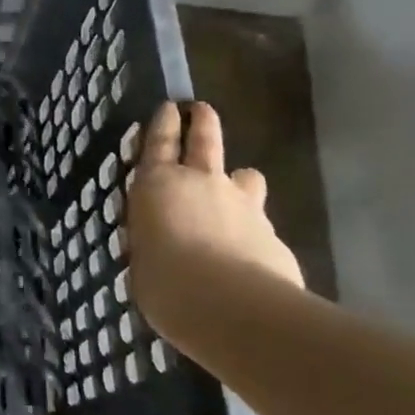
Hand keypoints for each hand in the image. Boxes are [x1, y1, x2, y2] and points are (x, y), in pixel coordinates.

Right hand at [127, 101, 302, 322]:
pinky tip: (250, 252)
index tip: (169, 107)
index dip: (162, 124)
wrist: (231, 306)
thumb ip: (152, 243)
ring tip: (238, 187)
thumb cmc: (164, 283)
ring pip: (246, 177)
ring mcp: (243, 205)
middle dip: (203, 123)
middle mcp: (202, 183)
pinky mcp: (273, 233)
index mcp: (158, 185)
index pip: (158, 143)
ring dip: (240, 179)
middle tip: (202, 110)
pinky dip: (253, 229)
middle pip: (205, 141)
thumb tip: (160, 246)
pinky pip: (260, 222)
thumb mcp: (140, 261)